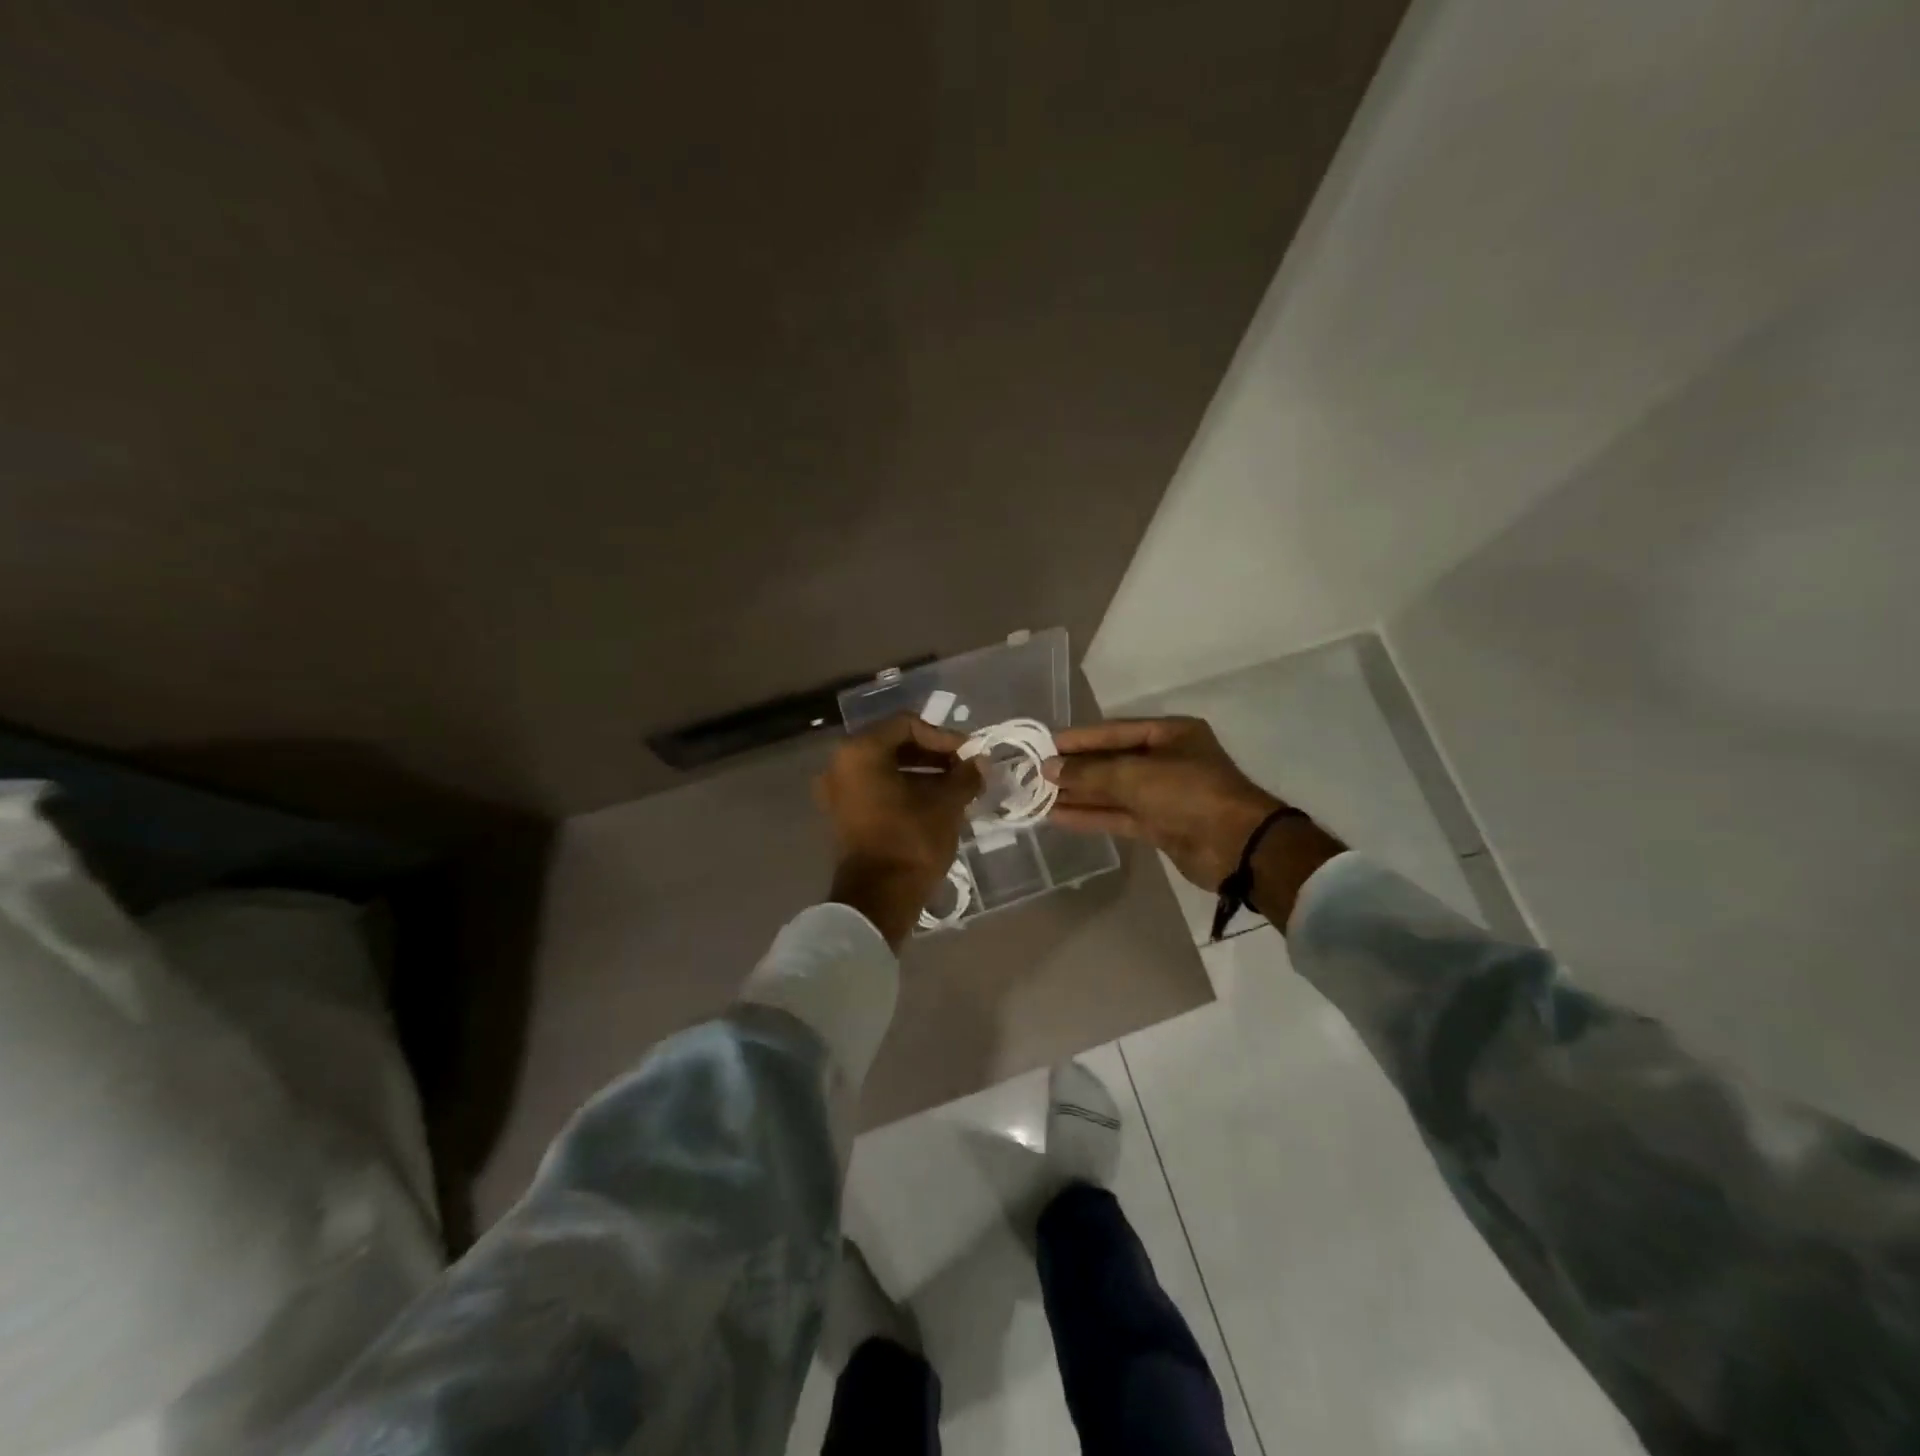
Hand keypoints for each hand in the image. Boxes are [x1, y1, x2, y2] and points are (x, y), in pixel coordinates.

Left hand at [817, 715, 981, 945]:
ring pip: (886, 768)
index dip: (942, 736)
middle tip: (964, 768)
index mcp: (861, 751)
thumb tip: (980, 762)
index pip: (906, 724)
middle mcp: (841, 764)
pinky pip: (877, 788)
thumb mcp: (946, 804)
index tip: (968, 754)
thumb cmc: (911, 841)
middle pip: (894, 744)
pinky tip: (935, 802)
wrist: (879, 898)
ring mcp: (838, 791)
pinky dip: (905, 789)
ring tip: (956, 787)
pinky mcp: (844, 814)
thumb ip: (964, 776)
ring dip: (922, 773)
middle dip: (933, 754)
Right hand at [1042, 717, 1285, 889]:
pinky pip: (1117, 815)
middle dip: (1075, 769)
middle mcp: (1166, 761)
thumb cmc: (1189, 793)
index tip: (1043, 745)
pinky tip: (1057, 816)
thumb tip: (1049, 769)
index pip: (1114, 732)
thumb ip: (1090, 772)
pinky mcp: (1159, 825)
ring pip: (1112, 791)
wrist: (1237, 847)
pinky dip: (1090, 816)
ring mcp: (1162, 795)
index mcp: (1170, 734)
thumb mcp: (1136, 775)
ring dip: (1078, 794)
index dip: (1078, 739)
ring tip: (1038, 796)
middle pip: (1111, 762)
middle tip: (1034, 774)